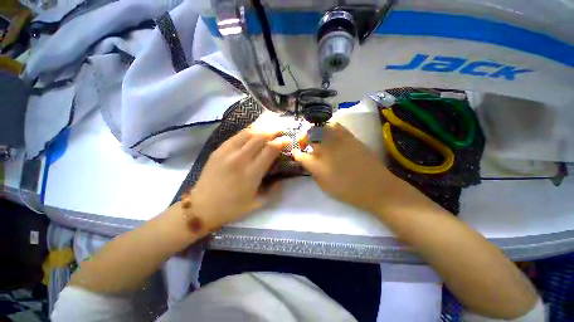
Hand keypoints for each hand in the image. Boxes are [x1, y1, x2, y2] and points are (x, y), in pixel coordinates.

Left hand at [189, 113, 289, 230]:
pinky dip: (247, 131)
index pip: (270, 150)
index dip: (281, 142)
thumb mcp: (257, 203)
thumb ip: (273, 190)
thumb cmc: (232, 208)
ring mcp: (227, 153)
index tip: (287, 139)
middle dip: (273, 130)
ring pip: (247, 133)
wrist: (201, 208)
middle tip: (280, 128)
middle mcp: (240, 159)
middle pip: (260, 137)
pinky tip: (253, 130)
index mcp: (251, 173)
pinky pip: (236, 136)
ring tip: (269, 125)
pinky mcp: (218, 150)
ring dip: (261, 127)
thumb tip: (281, 178)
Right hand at [292, 123, 393, 212]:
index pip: (300, 155)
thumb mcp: (324, 187)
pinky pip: (336, 126)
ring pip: (320, 128)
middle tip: (305, 143)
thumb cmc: (347, 191)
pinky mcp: (350, 137)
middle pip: (308, 136)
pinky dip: (329, 127)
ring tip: (316, 137)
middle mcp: (325, 150)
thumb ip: (313, 172)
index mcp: (317, 165)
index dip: (296, 153)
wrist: (375, 187)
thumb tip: (308, 162)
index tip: (296, 153)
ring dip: (314, 131)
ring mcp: (338, 141)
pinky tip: (330, 133)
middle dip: (303, 138)